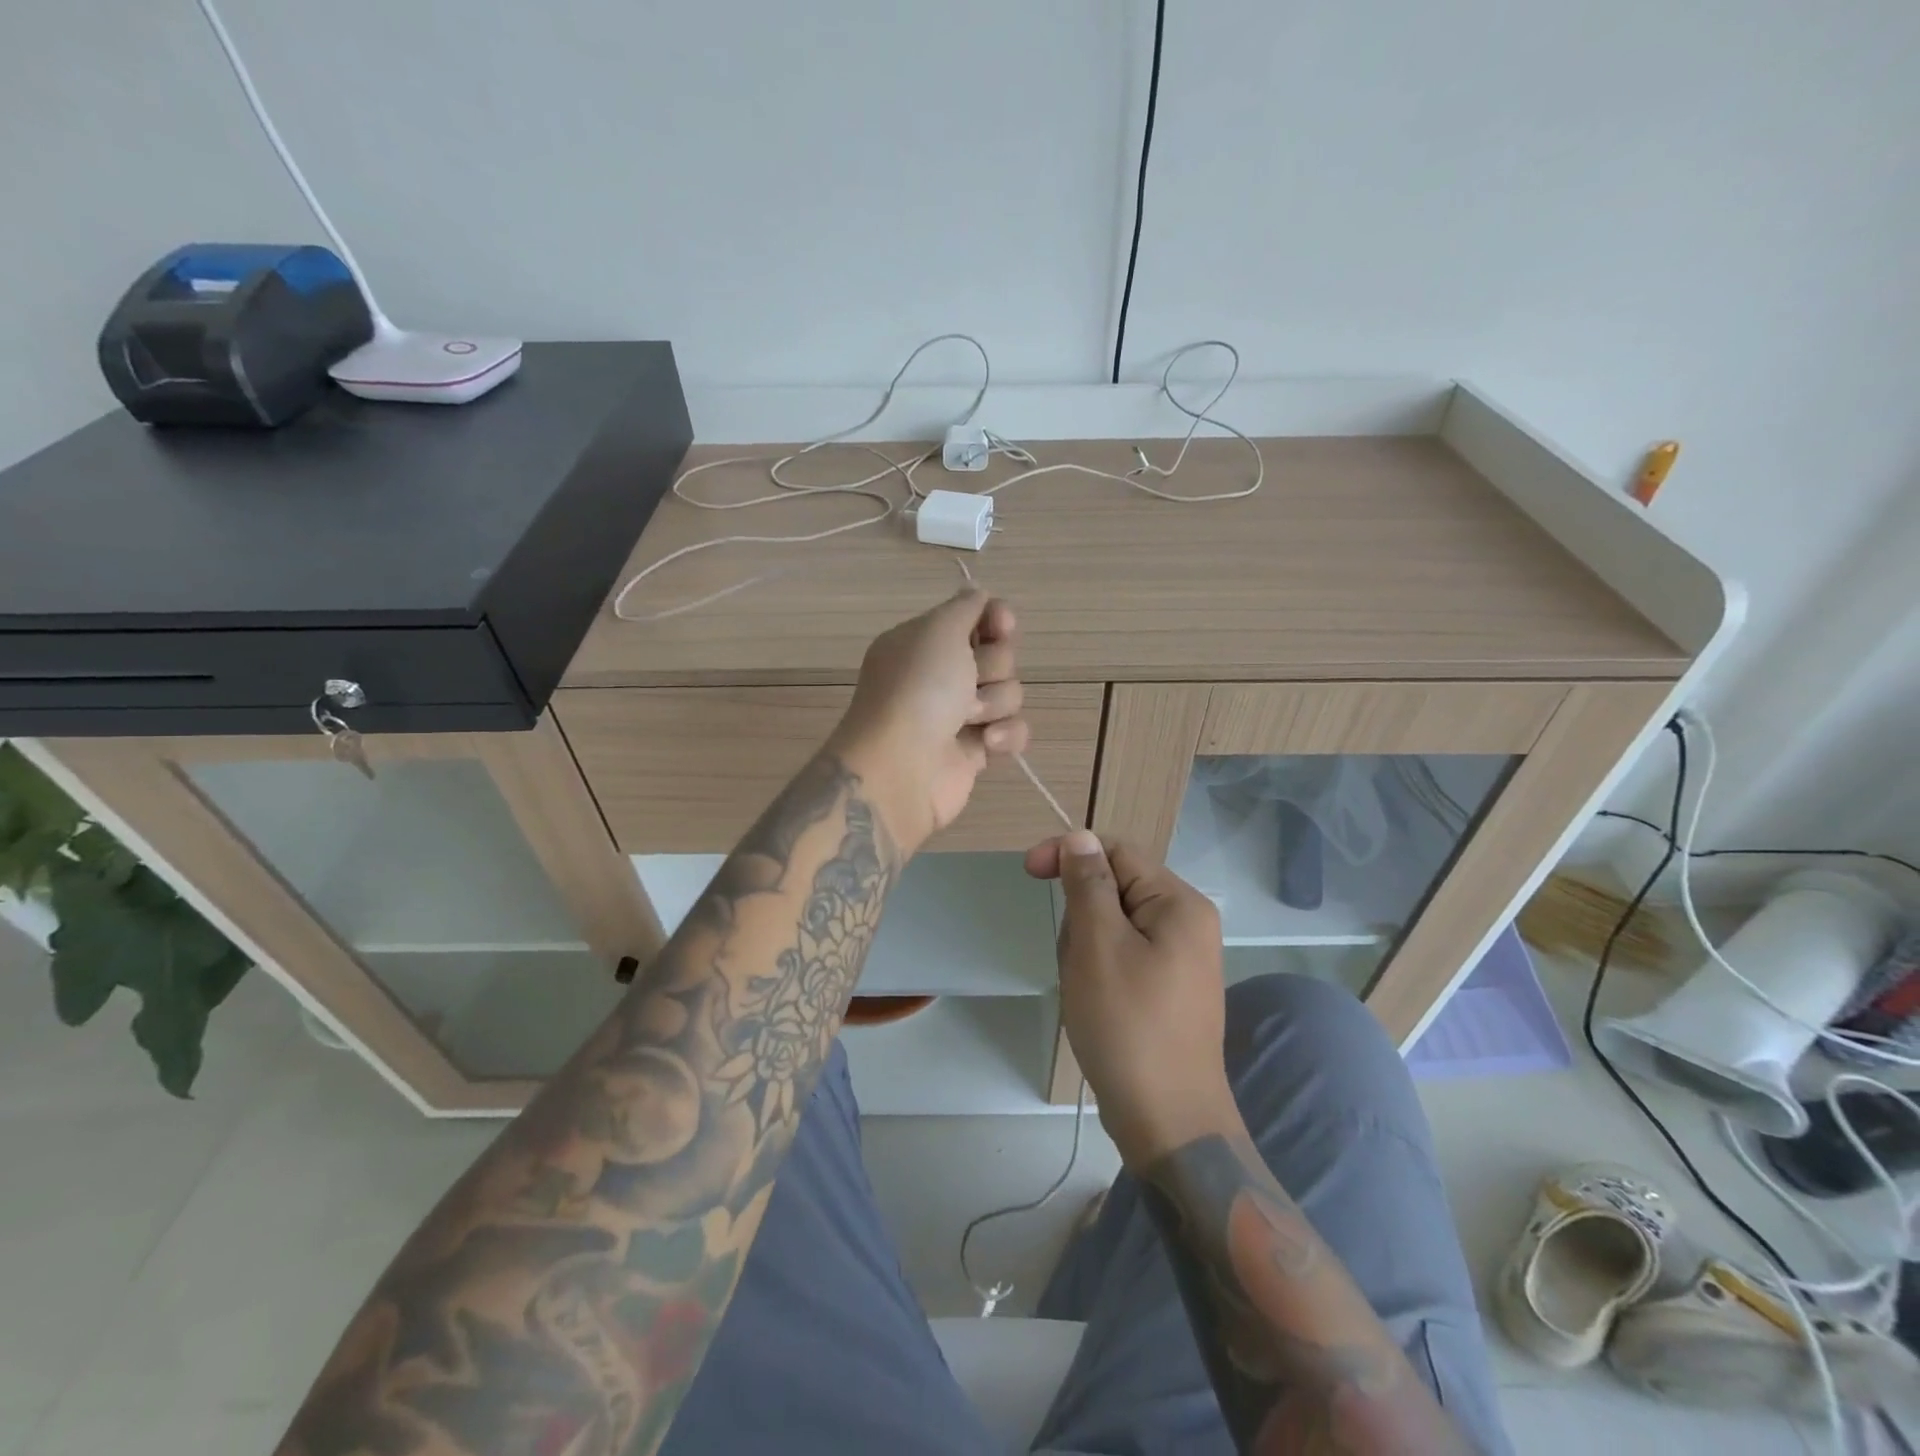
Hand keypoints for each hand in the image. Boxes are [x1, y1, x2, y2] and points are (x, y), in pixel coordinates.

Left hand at [828, 590, 1029, 856]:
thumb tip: (979, 596)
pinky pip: (1014, 732)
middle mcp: (940, 675)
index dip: (995, 619)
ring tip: (968, 719)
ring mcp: (958, 715)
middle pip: (999, 655)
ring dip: (995, 703)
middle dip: (993, 666)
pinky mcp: (976, 751)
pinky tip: (986, 744)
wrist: (902, 767)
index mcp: (924, 642)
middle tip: (970, 681)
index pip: (975, 618)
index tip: (1001, 625)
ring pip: (1010, 694)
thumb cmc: (918, 689)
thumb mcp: (938, 630)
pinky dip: (1005, 736)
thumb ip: (965, 607)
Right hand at [1026, 832, 1235, 1166]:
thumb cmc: (1128, 1025)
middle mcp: (1187, 922)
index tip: (1028, 871)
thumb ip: (1088, 883)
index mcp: (1178, 903)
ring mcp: (1180, 958)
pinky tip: (1095, 1002)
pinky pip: (1122, 954)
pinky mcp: (1168, 987)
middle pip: (1115, 887)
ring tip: (1084, 988)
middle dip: (1080, 913)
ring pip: (1113, 924)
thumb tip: (1081, 837)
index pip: (1117, 851)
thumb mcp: (1097, 944)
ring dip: (1085, 945)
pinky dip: (1098, 968)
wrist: (1168, 1121)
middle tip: (1072, 958)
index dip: (1071, 852)